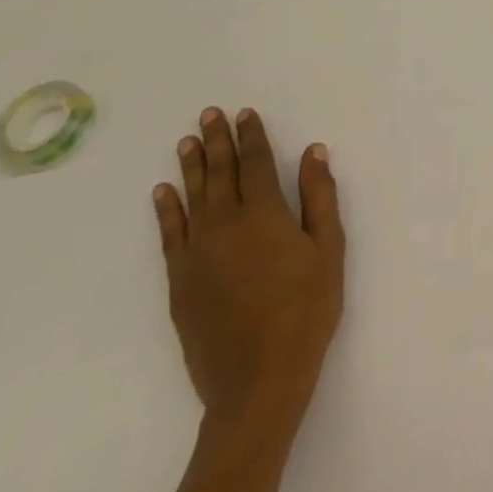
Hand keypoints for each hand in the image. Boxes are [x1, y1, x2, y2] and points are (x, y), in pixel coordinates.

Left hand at [153, 108, 345, 438]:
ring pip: (192, 197)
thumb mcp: (329, 249)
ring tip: (186, 142)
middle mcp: (224, 224)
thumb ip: (319, 197)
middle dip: (217, 140)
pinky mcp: (180, 280)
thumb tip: (313, 152)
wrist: (257, 378)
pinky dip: (166, 209)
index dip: (252, 136)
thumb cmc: (307, 309)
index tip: (245, 113)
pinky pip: (169, 234)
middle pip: (219, 173)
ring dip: (191, 166)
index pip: (255, 163)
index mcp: (264, 214)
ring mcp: (197, 253)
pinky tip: (163, 192)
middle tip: (208, 114)